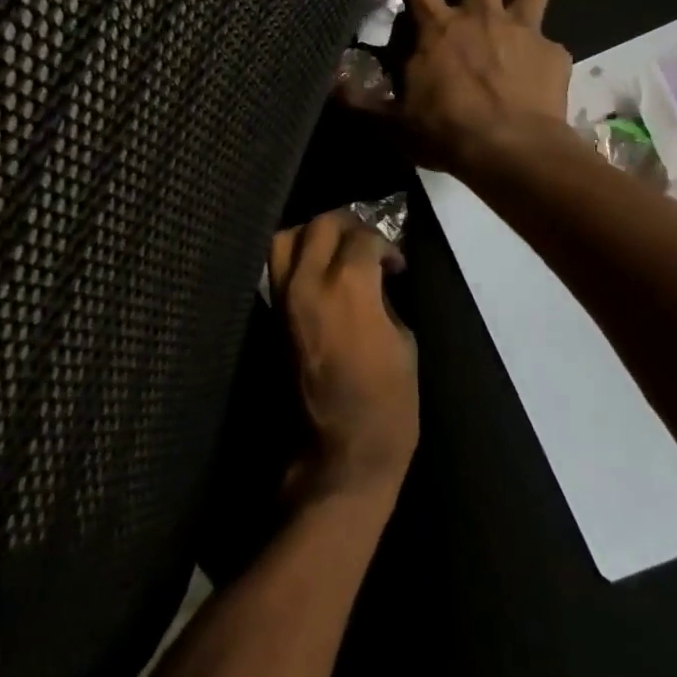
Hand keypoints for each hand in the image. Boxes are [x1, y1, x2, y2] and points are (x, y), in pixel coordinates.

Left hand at [268, 211, 418, 503]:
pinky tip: (320, 271)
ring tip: (337, 249)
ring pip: (286, 238)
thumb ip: (385, 298)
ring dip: (314, 235)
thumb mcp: (403, 342)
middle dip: (348, 224)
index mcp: (348, 288)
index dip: (385, 243)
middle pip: (321, 225)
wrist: (339, 452)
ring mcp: (284, 299)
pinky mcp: (272, 316)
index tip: (396, 262)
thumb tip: (377, 276)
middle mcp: (308, 283)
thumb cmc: (387, 404)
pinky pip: (278, 268)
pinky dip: (297, 258)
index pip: (362, 237)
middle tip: (367, 241)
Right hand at [345, 0, 572, 173]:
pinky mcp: (553, 52)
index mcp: (437, 27)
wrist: (511, 150)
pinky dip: (542, 54)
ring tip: (518, 19)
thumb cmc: (445, 133)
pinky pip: (551, 42)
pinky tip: (537, 75)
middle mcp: (481, 14)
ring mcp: (523, 29)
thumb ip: (362, 101)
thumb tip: (332, 84)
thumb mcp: (393, 123)